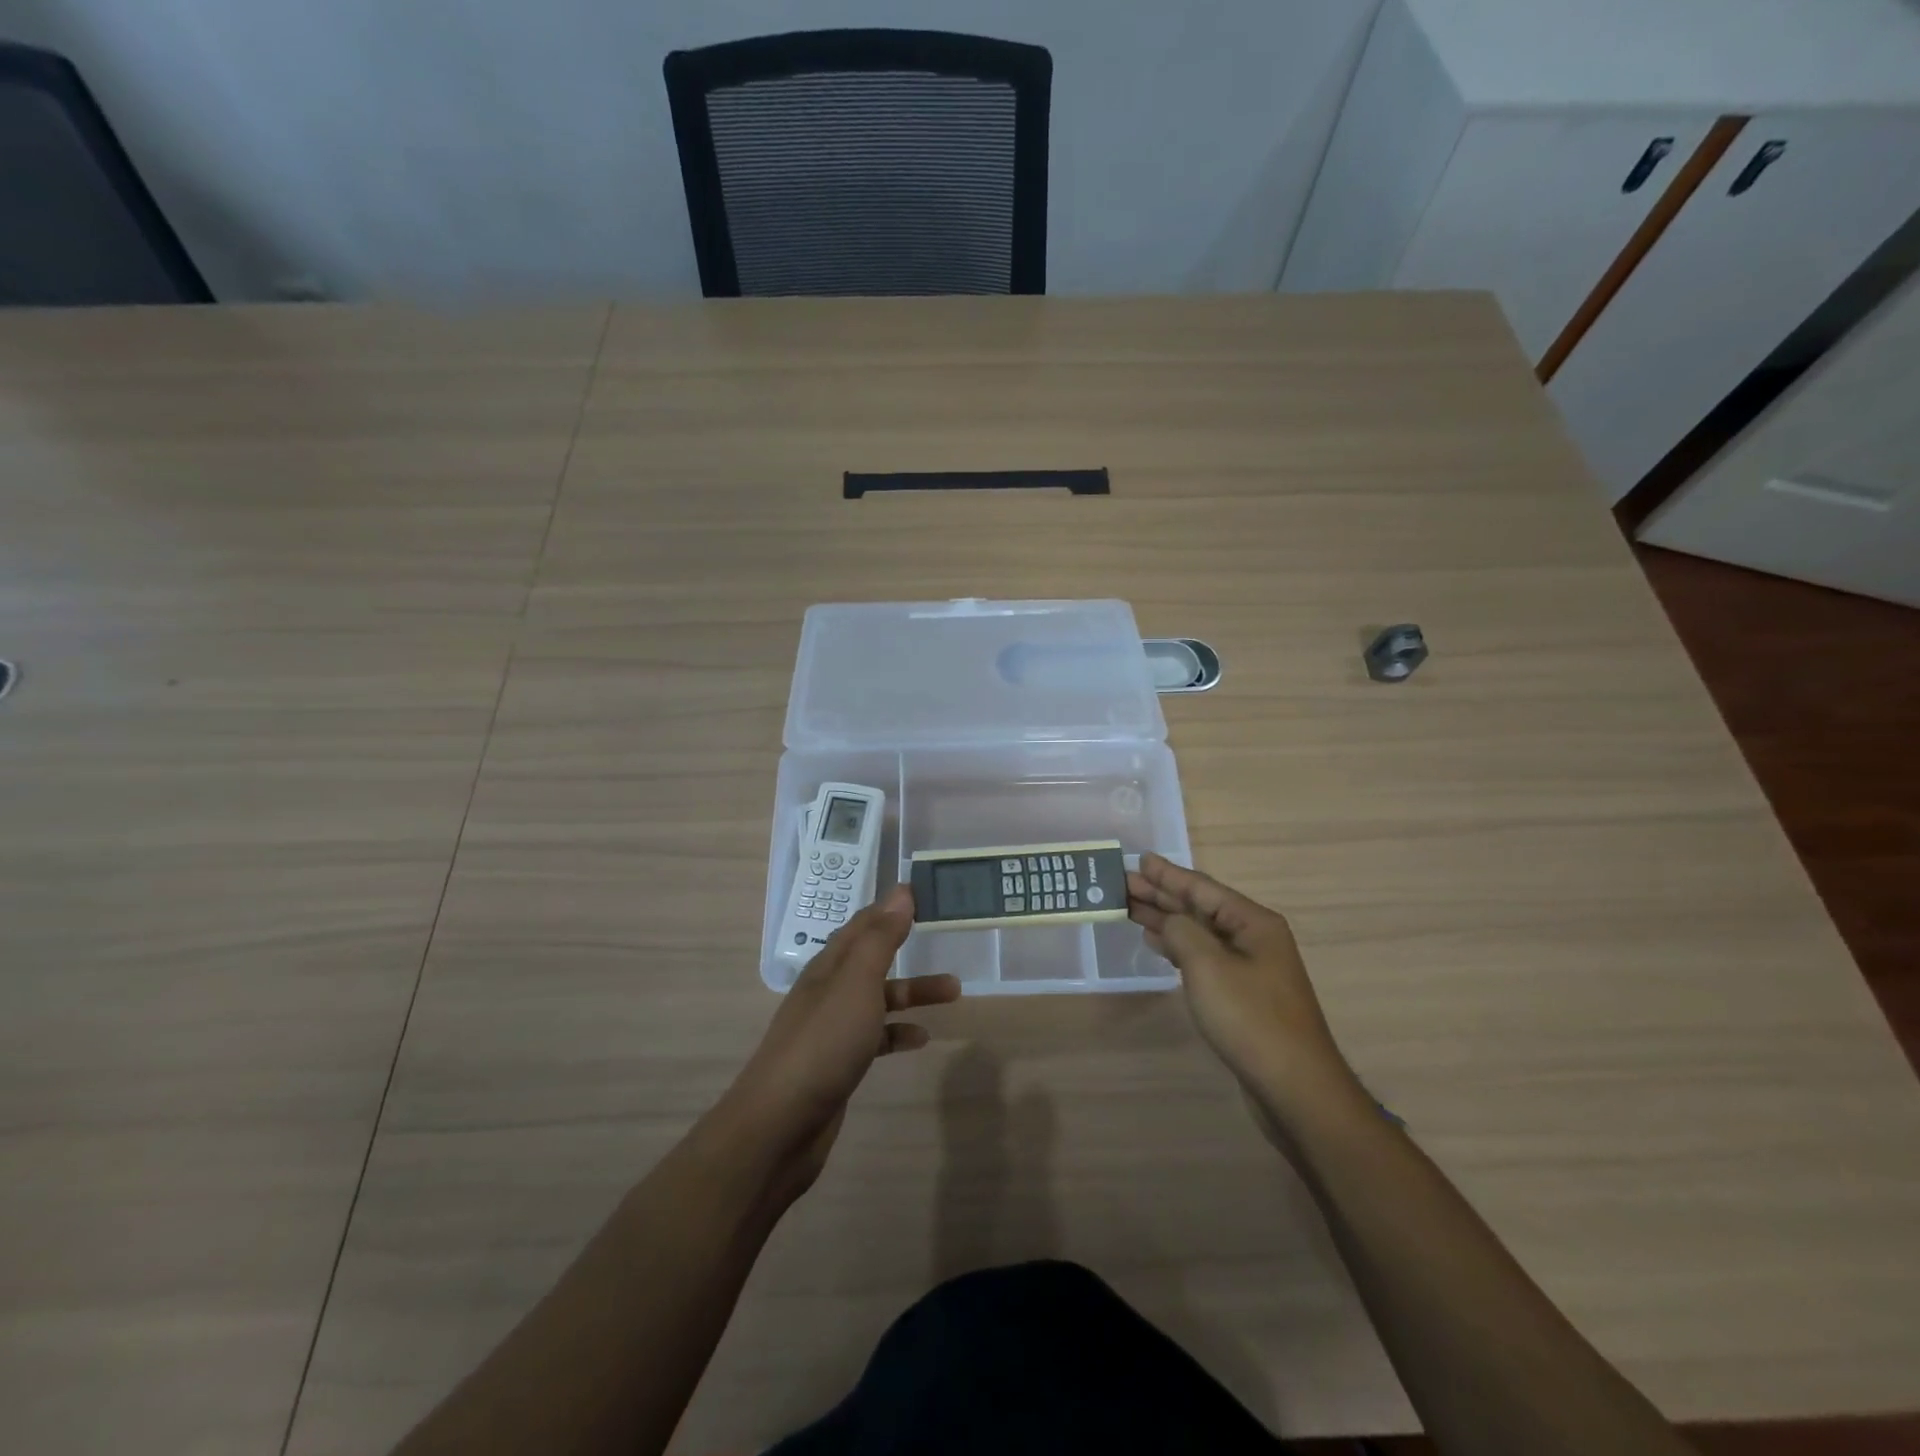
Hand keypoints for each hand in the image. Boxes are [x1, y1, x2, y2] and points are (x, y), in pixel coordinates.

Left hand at [722, 886, 959, 1199]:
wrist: (781, 1124)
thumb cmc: (824, 1042)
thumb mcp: (856, 982)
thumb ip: (880, 938)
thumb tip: (901, 891)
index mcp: (829, 966)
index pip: (862, 925)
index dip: (890, 909)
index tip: (922, 895)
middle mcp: (828, 991)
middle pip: (873, 960)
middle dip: (907, 949)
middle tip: (946, 943)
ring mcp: (831, 1029)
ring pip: (878, 999)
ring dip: (912, 993)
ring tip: (954, 993)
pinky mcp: (837, 1063)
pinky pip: (874, 1038)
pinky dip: (898, 1033)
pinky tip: (920, 1040)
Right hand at [1127, 854, 1356, 1120]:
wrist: (1293, 1086)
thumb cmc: (1250, 1018)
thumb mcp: (1208, 965)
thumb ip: (1181, 931)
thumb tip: (1169, 921)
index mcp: (1253, 922)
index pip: (1202, 889)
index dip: (1168, 874)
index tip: (1140, 860)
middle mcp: (1254, 938)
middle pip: (1200, 908)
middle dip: (1162, 894)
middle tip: (1123, 883)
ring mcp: (1250, 968)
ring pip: (1199, 933)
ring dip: (1165, 920)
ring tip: (1130, 908)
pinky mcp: (1242, 995)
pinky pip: (1203, 957)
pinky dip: (1177, 947)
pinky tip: (1156, 943)